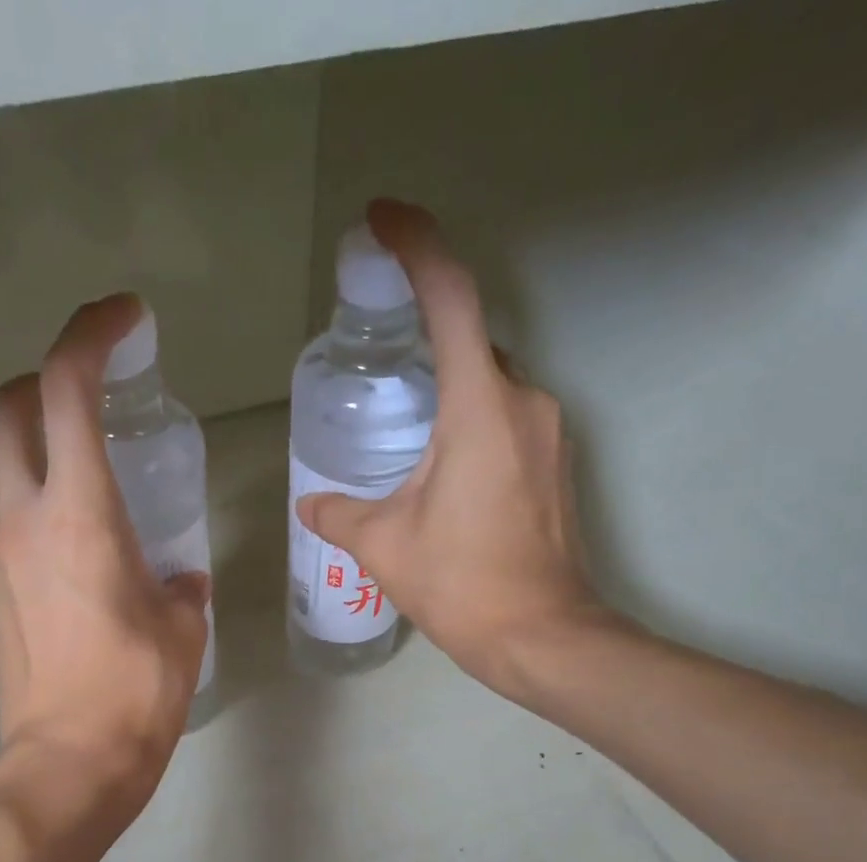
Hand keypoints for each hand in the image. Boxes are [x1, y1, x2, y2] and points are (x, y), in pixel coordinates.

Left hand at [0, 294, 210, 812]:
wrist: (68, 766)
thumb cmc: (135, 694)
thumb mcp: (182, 631)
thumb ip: (181, 590)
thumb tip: (178, 580)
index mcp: (80, 515)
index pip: (66, 390)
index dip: (90, 335)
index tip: (125, 321)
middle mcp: (24, 524)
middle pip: (4, 415)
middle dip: (40, 385)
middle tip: (89, 399)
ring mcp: (0, 563)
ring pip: (10, 482)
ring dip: (49, 468)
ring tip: (108, 510)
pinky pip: (19, 541)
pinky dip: (49, 530)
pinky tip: (91, 575)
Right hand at [295, 199, 629, 705]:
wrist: (539, 635)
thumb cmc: (461, 584)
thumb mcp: (383, 546)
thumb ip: (339, 514)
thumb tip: (310, 505)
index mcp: (479, 407)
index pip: (450, 298)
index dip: (416, 247)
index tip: (382, 222)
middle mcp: (524, 402)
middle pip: (469, 342)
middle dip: (423, 338)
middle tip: (375, 355)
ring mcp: (549, 432)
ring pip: (488, 385)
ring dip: (446, 390)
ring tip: (399, 426)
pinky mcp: (555, 463)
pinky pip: (506, 417)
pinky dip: (470, 421)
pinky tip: (437, 464)